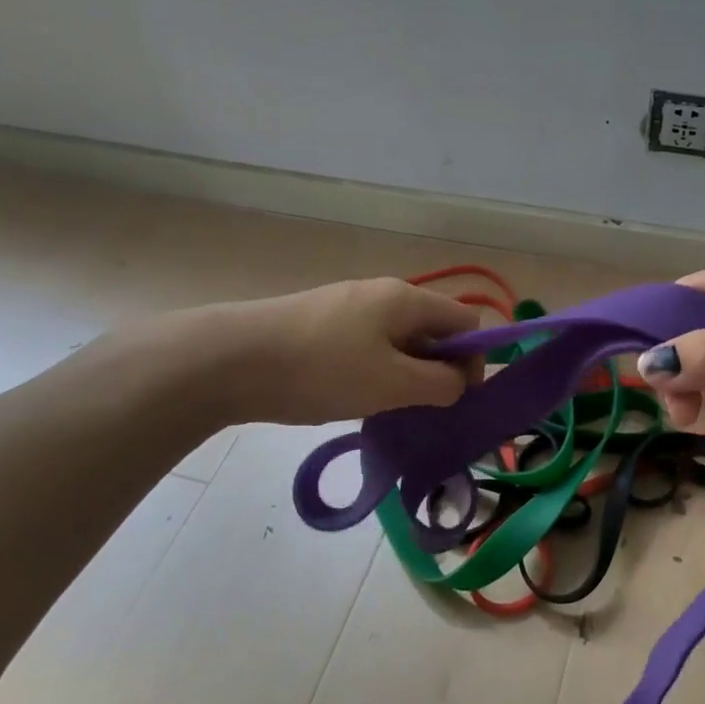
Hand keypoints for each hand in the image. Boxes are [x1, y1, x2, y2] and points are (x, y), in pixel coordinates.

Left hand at [198, 278, 483, 424]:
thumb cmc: (322, 370)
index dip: (473, 360)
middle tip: (420, 410)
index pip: (466, 322)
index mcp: (406, 299)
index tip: (456, 399)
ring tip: (383, 409)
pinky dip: (373, 371)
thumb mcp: (392, 384)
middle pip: (431, 330)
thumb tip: (459, 382)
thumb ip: (439, 384)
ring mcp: (347, 306)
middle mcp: (381, 293)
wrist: (231, 360)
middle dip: (436, 370)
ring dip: (403, 374)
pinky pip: (366, 346)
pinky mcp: (320, 323)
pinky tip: (350, 397)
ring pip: (397, 341)